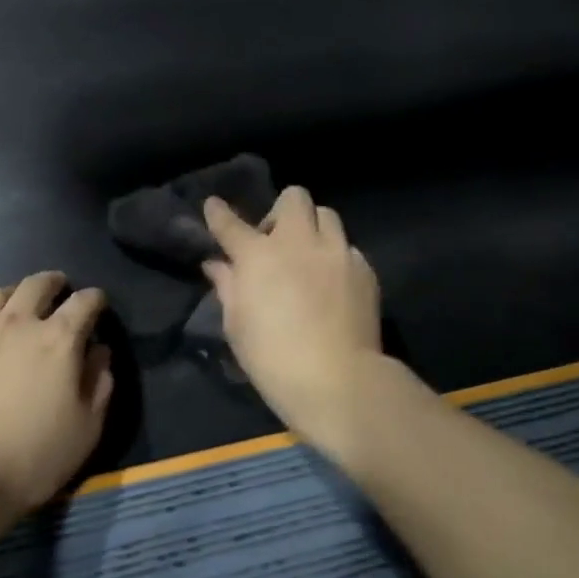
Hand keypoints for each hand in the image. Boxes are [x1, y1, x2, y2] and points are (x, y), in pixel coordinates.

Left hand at [0, 271, 113, 513]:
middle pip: (36, 285)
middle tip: (56, 290)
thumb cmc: (30, 458)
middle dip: (51, 283)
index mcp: (58, 339)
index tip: (98, 304)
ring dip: (9, 297)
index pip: (84, 301)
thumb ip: (99, 384)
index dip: (95, 299)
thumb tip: (99, 353)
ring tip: (12, 308)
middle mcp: (15, 324)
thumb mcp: (86, 429)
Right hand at [202, 186, 383, 449]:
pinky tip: (333, 283)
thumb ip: (227, 287)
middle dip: (281, 211)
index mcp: (259, 256)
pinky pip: (348, 247)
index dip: (219, 213)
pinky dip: (336, 257)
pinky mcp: (364, 269)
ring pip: (327, 215)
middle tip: (275, 240)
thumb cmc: (273, 359)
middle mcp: (300, 242)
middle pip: (294, 198)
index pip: (231, 224)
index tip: (213, 205)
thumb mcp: (237, 326)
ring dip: (313, 228)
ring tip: (309, 256)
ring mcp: (337, 252)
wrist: (338, 380)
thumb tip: (217, 264)